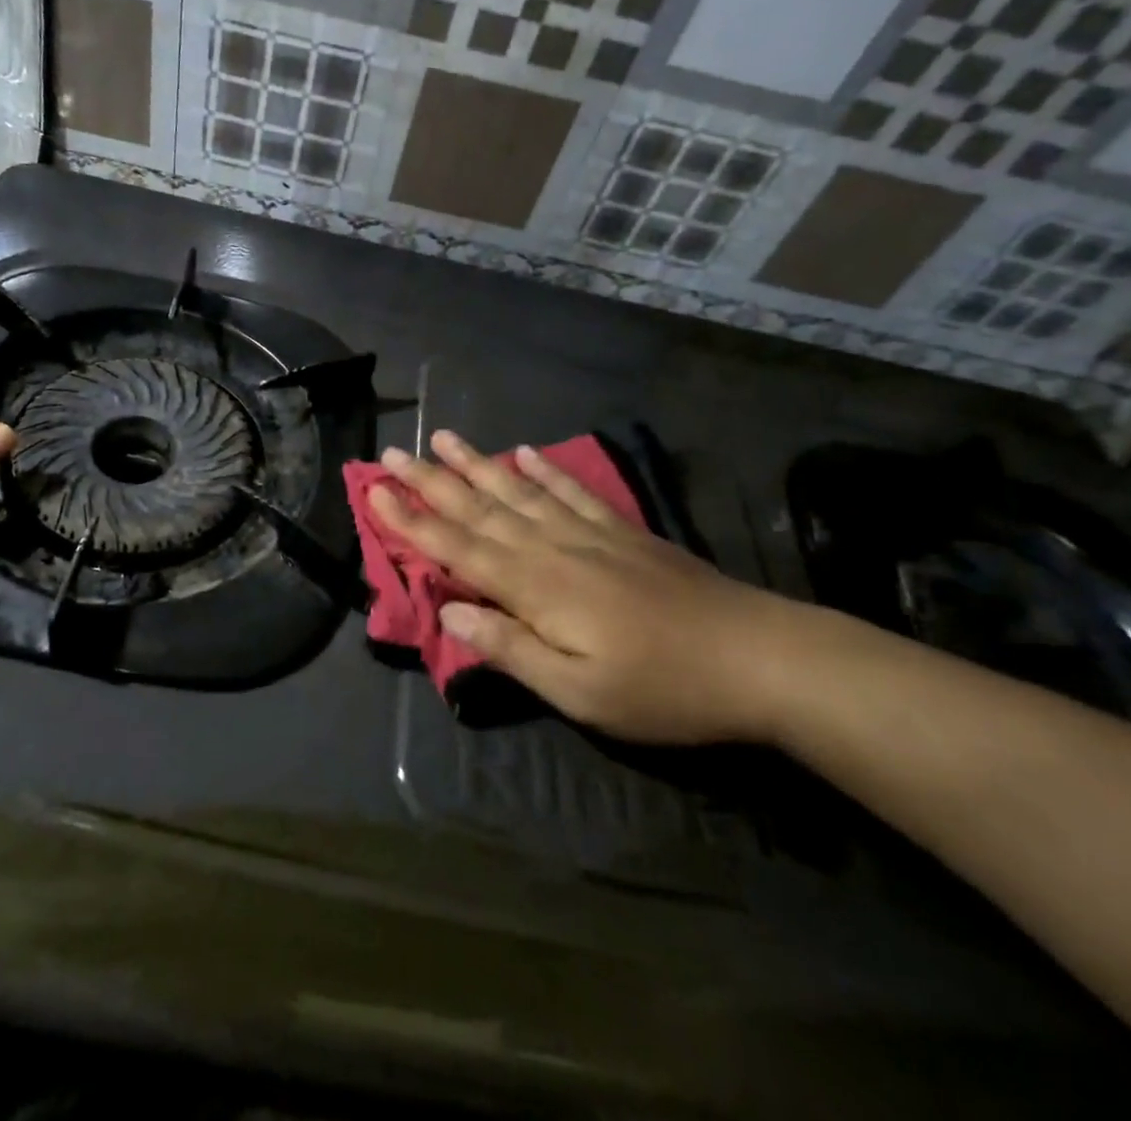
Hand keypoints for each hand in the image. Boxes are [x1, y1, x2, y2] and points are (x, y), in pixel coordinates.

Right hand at [370, 430, 829, 744]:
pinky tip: (525, 453)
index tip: (374, 491)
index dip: (411, 521)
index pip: (457, 547)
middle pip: (480, 508)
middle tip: (392, 452)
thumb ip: (511, 648)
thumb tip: (450, 610)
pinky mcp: (621, 531)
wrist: (757, 656)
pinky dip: (545, 470)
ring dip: (477, 464)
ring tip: (444, 438)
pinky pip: (572, 492)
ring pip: (518, 490)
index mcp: (535, 587)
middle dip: (431, 482)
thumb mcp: (579, 692)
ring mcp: (589, 533)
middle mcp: (552, 547)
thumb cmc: (662, 688)